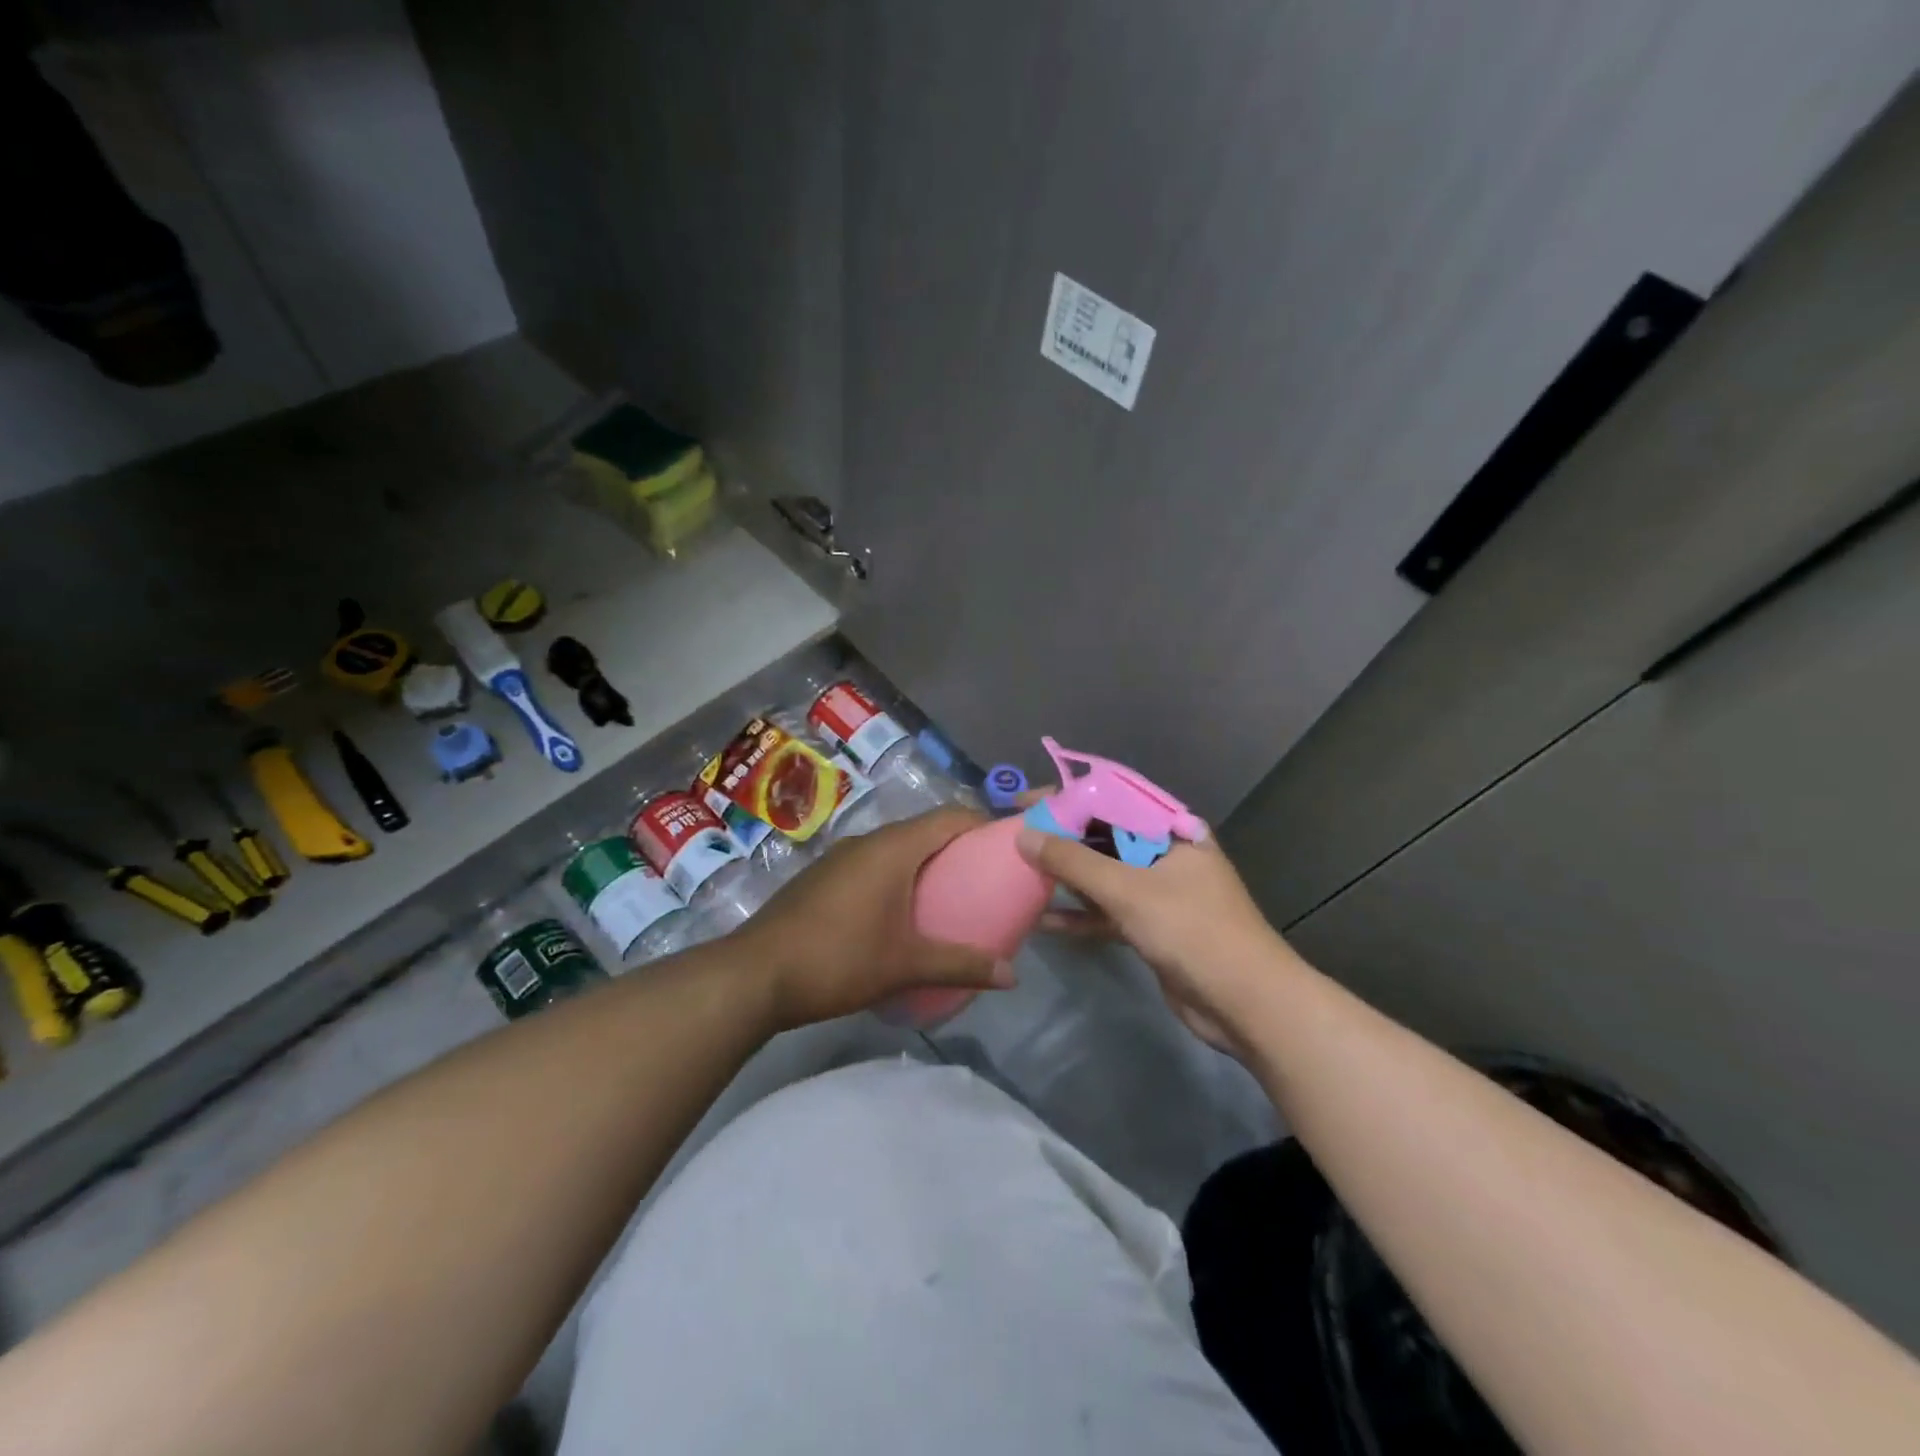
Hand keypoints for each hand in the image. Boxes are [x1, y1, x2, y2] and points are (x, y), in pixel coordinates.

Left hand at [735, 807, 1013, 1028]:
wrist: (755, 974)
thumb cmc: (838, 959)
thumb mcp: (905, 965)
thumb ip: (961, 965)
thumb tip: (1013, 976)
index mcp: (893, 848)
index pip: (950, 816)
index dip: (982, 824)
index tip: (1008, 846)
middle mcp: (867, 841)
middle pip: (924, 829)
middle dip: (958, 846)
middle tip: (986, 876)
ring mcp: (840, 857)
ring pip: (895, 847)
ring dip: (924, 862)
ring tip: (950, 894)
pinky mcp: (823, 876)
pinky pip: (872, 863)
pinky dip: (896, 875)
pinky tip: (900, 911)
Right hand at [1014, 820, 1293, 1051]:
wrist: (1247, 1004)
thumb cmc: (1192, 931)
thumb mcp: (1129, 890)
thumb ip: (1074, 861)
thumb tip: (1024, 834)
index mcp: (1170, 830)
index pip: (1110, 798)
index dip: (1066, 797)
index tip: (1025, 803)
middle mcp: (1164, 854)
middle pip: (1104, 837)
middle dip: (1061, 839)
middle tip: (1015, 839)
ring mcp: (1159, 893)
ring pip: (1103, 876)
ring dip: (1066, 878)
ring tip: (1020, 874)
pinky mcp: (1152, 928)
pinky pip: (1108, 912)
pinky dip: (1080, 916)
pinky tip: (1044, 922)